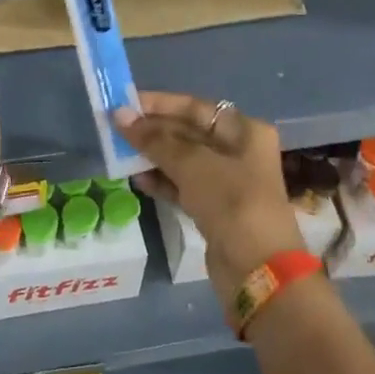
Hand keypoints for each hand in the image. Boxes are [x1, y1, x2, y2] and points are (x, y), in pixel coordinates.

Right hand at [115, 92, 303, 301]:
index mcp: (244, 131)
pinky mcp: (215, 210)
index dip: (160, 104)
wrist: (258, 270)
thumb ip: (155, 140)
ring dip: (153, 156)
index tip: (125, 103)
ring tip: (120, 153)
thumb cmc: (231, 202)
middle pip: (189, 132)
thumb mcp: (192, 165)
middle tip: (115, 129)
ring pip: (183, 161)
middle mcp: (238, 151)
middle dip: (153, 131)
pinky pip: (183, 186)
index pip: (195, 107)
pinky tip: (137, 180)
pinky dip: (162, 181)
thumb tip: (120, 115)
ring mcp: (227, 182)